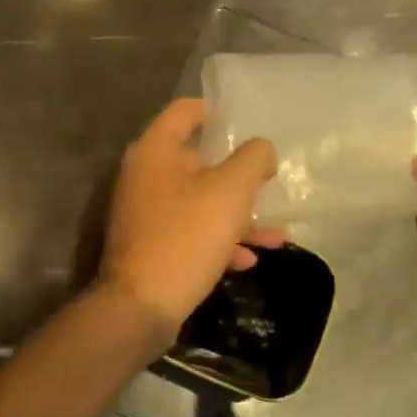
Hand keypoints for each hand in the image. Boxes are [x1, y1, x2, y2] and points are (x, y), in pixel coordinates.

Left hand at [99, 99, 286, 338]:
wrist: (142, 305)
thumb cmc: (186, 237)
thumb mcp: (230, 192)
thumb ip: (252, 160)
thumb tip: (261, 150)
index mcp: (154, 151)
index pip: (183, 112)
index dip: (213, 111)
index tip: (242, 121)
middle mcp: (143, 177)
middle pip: (195, 161)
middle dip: (236, 176)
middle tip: (266, 184)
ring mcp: (143, 213)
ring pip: (197, 202)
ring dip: (236, 216)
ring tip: (274, 235)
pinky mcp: (149, 246)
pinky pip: (189, 232)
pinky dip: (217, 241)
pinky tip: (247, 261)